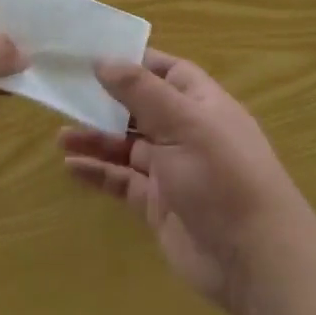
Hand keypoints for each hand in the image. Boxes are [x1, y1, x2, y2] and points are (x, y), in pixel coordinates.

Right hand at [60, 51, 315, 314]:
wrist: (254, 260)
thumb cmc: (223, 178)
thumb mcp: (184, 124)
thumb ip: (142, 91)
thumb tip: (104, 59)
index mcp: (202, 105)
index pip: (167, 72)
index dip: (134, 62)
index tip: (93, 54)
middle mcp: (186, 133)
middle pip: (140, 108)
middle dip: (105, 101)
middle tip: (65, 93)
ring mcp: (171, 171)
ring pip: (126, 145)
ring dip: (96, 138)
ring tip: (61, 136)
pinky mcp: (157, 204)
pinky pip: (122, 181)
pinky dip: (98, 172)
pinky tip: (71, 167)